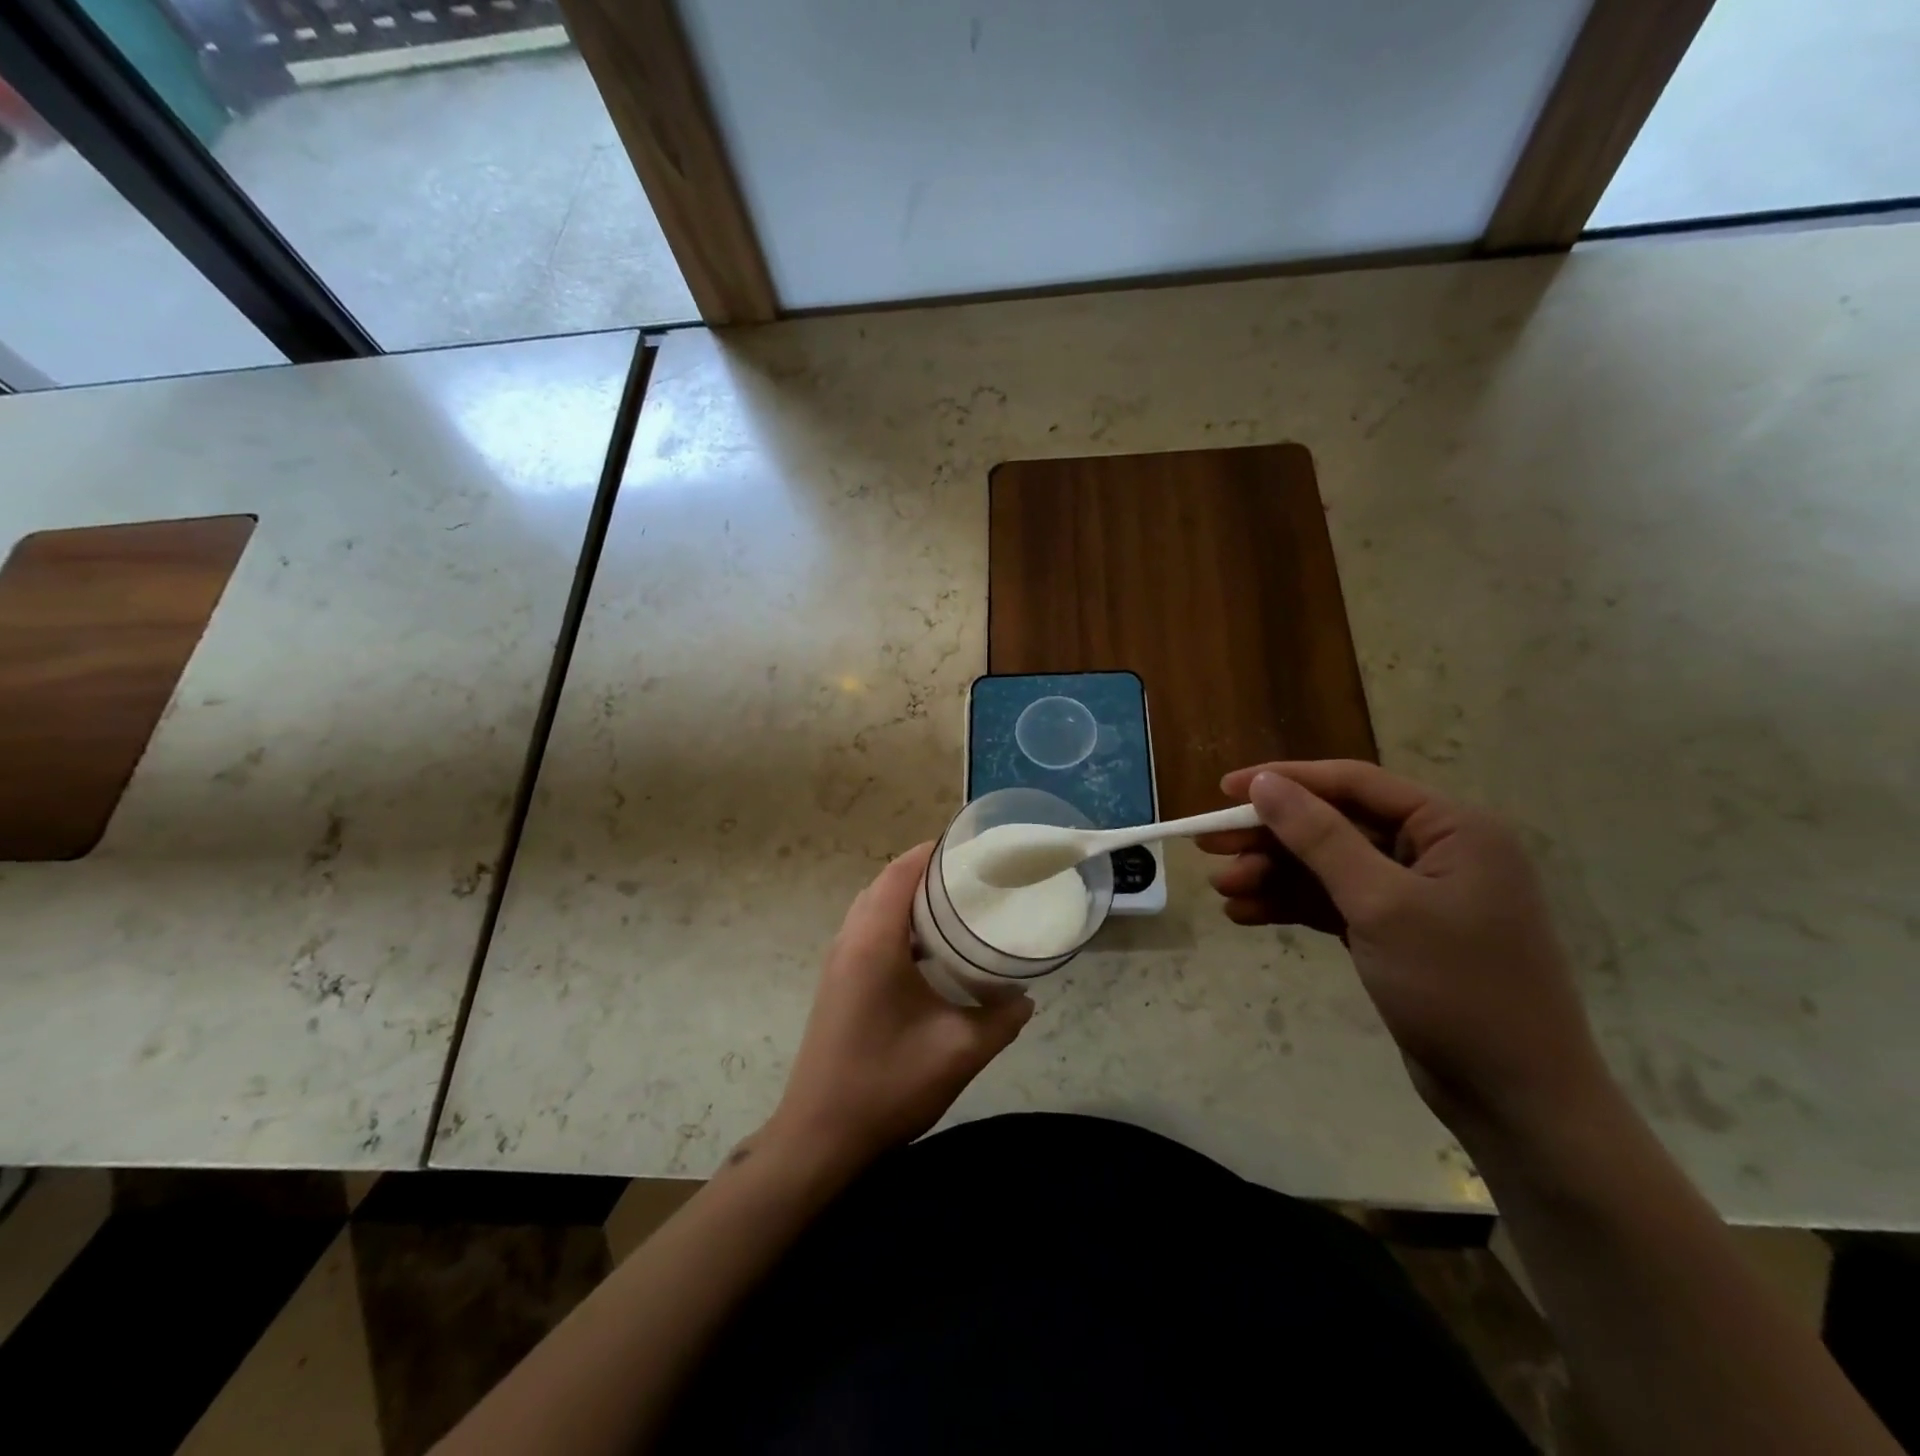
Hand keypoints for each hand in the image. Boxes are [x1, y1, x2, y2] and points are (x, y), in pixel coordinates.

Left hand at [767, 842, 1033, 1169]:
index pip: (901, 872)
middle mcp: (849, 939)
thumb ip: (1002, 1018)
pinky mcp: (837, 982)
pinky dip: (897, 924)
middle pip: (886, 883)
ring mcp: (838, 961)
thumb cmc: (888, 1084)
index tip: (972, 848)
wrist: (819, 1136)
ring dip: (909, 899)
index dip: (933, 851)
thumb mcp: (960, 1051)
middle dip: (926, 872)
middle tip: (973, 878)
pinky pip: (867, 931)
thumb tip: (1026, 997)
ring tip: (957, 906)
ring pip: (874, 907)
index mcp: (874, 941)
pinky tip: (930, 952)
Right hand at [1200, 760, 1611, 1138]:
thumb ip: (1320, 837)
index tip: (1224, 789)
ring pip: (1328, 868)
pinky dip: (1293, 906)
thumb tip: (1265, 783)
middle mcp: (1436, 851)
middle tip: (1208, 847)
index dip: (1285, 781)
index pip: (1353, 784)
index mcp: (1452, 828)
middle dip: (1271, 838)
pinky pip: (1335, 904)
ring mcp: (1417, 895)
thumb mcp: (1380, 903)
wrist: (1516, 1100)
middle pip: (1334, 826)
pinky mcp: (1398, 933)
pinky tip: (1247, 915)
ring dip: (1274, 876)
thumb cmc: (1457, 988)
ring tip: (1223, 890)